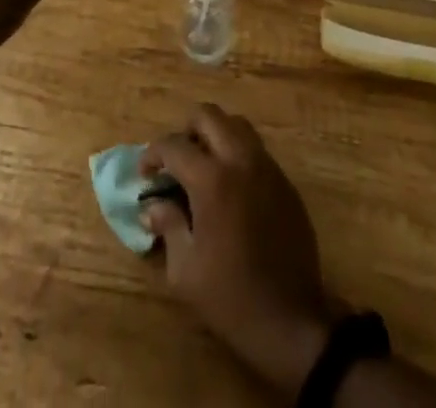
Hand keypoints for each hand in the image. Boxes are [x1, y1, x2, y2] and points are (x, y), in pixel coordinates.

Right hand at [142, 106, 335, 397]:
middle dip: (185, 130)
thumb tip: (152, 206)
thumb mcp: (185, 271)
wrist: (290, 320)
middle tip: (175, 160)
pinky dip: (236, 154)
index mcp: (213, 180)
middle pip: (209, 116)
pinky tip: (230, 188)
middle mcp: (241, 160)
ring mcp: (267, 167)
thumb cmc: (231, 298)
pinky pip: (256, 149)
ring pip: (236, 125)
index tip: (145, 173)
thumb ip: (168, 226)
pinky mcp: (285, 181)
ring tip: (202, 166)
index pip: (174, 146)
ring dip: (214, 135)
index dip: (153, 154)